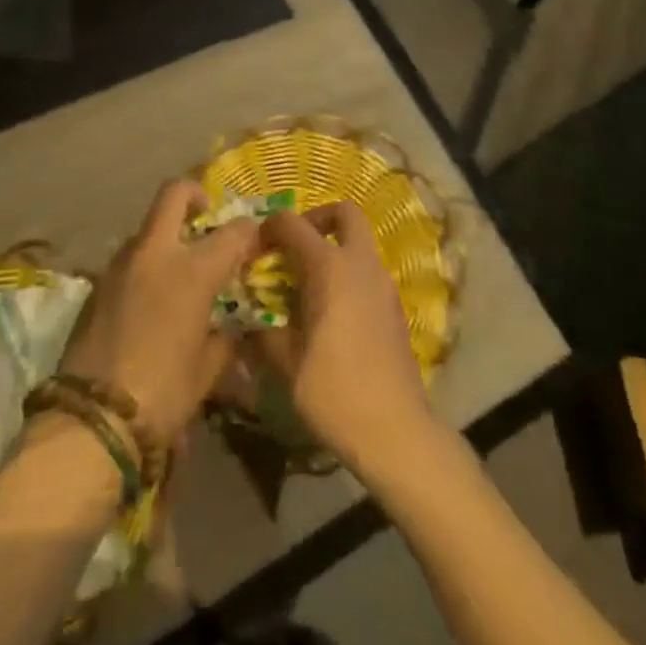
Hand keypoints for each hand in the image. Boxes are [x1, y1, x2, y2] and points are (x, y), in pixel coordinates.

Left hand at [57, 180, 258, 451]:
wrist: (92, 418)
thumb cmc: (163, 394)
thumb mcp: (208, 370)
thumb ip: (225, 338)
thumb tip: (230, 327)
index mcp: (192, 270)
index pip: (232, 231)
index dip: (248, 232)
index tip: (253, 241)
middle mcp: (156, 253)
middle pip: (174, 194)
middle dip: (194, 196)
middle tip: (205, 216)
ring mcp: (120, 263)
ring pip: (147, 227)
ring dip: (166, 236)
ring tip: (178, 270)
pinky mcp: (97, 282)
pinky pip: (128, 259)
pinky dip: (144, 265)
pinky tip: (150, 299)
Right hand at [253, 203, 434, 471]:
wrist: (396, 432)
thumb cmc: (334, 392)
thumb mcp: (286, 363)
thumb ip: (264, 332)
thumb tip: (249, 323)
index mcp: (329, 268)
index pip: (292, 224)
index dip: (269, 228)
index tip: (254, 249)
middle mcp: (360, 264)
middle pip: (344, 212)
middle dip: (316, 218)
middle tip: (294, 246)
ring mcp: (383, 284)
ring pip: (359, 242)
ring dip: (333, 247)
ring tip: (306, 283)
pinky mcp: (395, 306)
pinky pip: (368, 271)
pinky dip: (347, 273)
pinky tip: (330, 310)